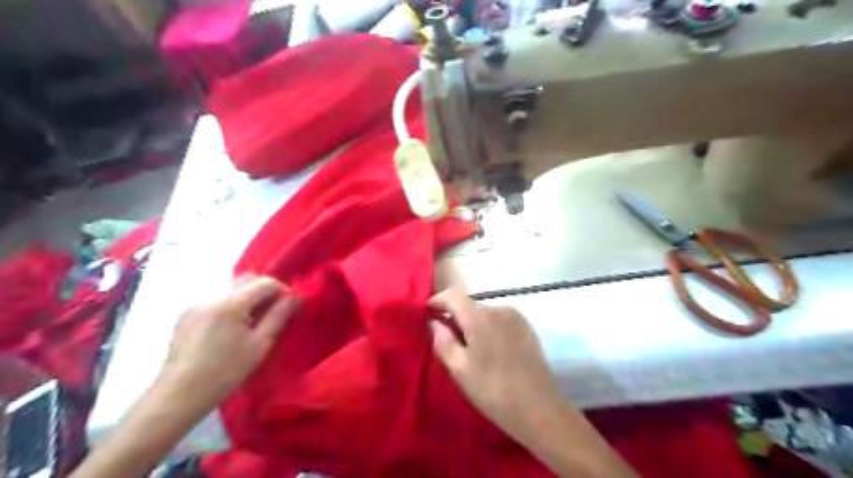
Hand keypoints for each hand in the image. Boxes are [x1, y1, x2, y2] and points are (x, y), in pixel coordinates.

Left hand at [157, 275, 301, 412]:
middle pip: (246, 278)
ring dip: (247, 294)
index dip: (282, 289)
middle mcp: (212, 295)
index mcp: (231, 302)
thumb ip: (279, 316)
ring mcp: (196, 303)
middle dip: (264, 288)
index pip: (265, 282)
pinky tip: (232, 324)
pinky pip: (215, 296)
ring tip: (253, 317)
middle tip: (273, 309)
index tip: (289, 305)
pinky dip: (230, 301)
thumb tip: (297, 297)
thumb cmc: (225, 372)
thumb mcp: (260, 344)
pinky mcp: (186, 313)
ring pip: (230, 285)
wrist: (178, 396)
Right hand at [430, 290, 564, 445]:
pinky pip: (499, 321)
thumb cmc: (492, 390)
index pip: (453, 295)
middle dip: (455, 318)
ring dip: (473, 324)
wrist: (538, 408)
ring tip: (471, 351)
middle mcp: (499, 309)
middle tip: (448, 342)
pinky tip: (491, 352)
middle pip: (469, 305)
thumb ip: (442, 340)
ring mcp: (516, 317)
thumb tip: (434, 322)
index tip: (427, 312)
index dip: (437, 300)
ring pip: (484, 314)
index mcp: (480, 317)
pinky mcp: (527, 328)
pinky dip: (489, 329)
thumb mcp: (459, 369)